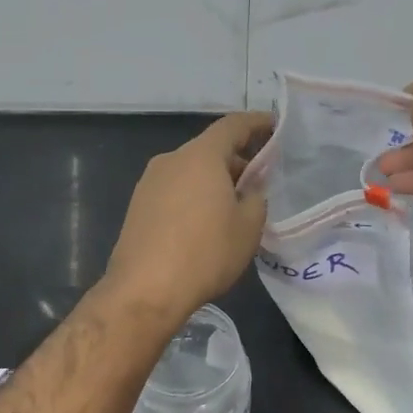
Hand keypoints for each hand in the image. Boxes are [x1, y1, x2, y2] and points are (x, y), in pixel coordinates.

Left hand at [104, 111, 272, 320]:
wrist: (144, 290)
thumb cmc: (205, 253)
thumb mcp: (248, 227)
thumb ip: (257, 197)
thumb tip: (251, 188)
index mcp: (201, 156)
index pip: (233, 126)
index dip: (257, 123)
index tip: (275, 125)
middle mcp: (171, 160)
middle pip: (210, 148)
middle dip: (237, 159)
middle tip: (260, 178)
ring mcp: (149, 182)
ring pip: (190, 170)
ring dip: (214, 179)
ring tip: (235, 204)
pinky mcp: (138, 206)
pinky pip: (174, 189)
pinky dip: (194, 195)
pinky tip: (206, 222)